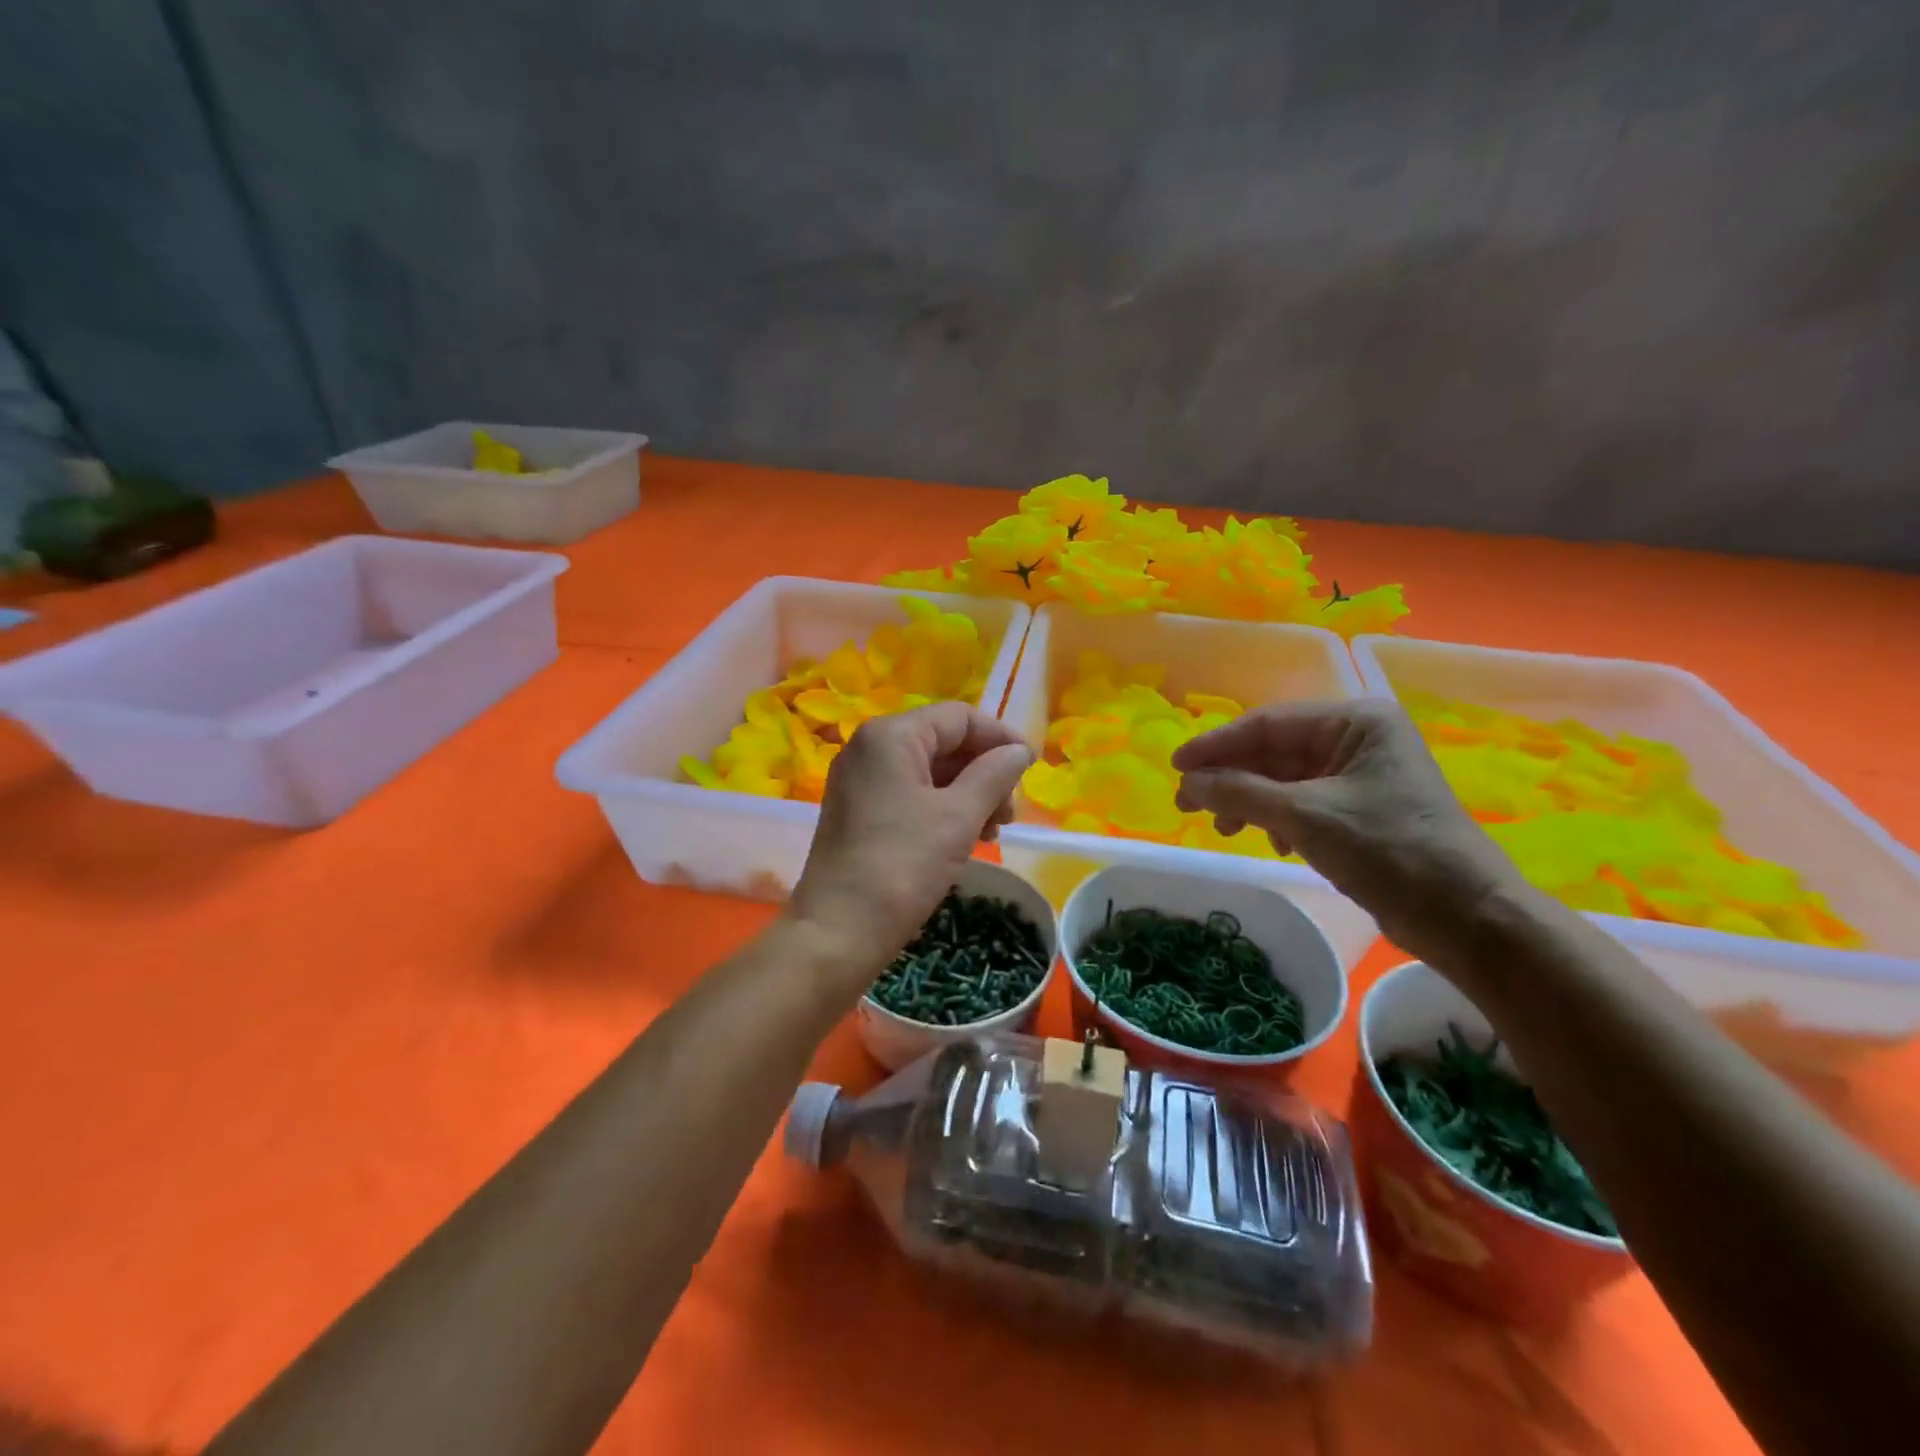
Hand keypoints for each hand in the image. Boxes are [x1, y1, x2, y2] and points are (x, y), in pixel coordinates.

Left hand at [787, 702, 1033, 993]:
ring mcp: (860, 781)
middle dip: (984, 772)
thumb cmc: (902, 866)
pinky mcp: (859, 812)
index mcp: (891, 736)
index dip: (1000, 738)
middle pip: (944, 742)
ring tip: (992, 833)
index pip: (959, 718)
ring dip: (969, 794)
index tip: (1031, 769)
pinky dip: (943, 810)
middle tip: (1008, 814)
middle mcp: (869, 748)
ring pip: (929, 771)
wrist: (837, 933)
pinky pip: (911, 795)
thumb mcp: (958, 816)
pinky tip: (965, 840)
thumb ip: (995, 774)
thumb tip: (1020, 750)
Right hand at [1172, 698, 1531, 965]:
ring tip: (1223, 828)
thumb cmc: (1389, 852)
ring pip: (1283, 779)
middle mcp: (1358, 740)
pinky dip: (1275, 819)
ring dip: (1248, 801)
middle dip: (1230, 778)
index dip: (1216, 745)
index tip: (1175, 765)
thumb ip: (1239, 793)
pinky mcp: (1360, 811)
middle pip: (1274, 751)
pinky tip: (1269, 842)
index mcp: (1356, 722)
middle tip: (1186, 804)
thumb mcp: (1305, 816)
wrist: (1466, 919)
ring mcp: (1360, 777)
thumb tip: (1186, 783)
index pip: (1268, 723)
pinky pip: (1301, 803)